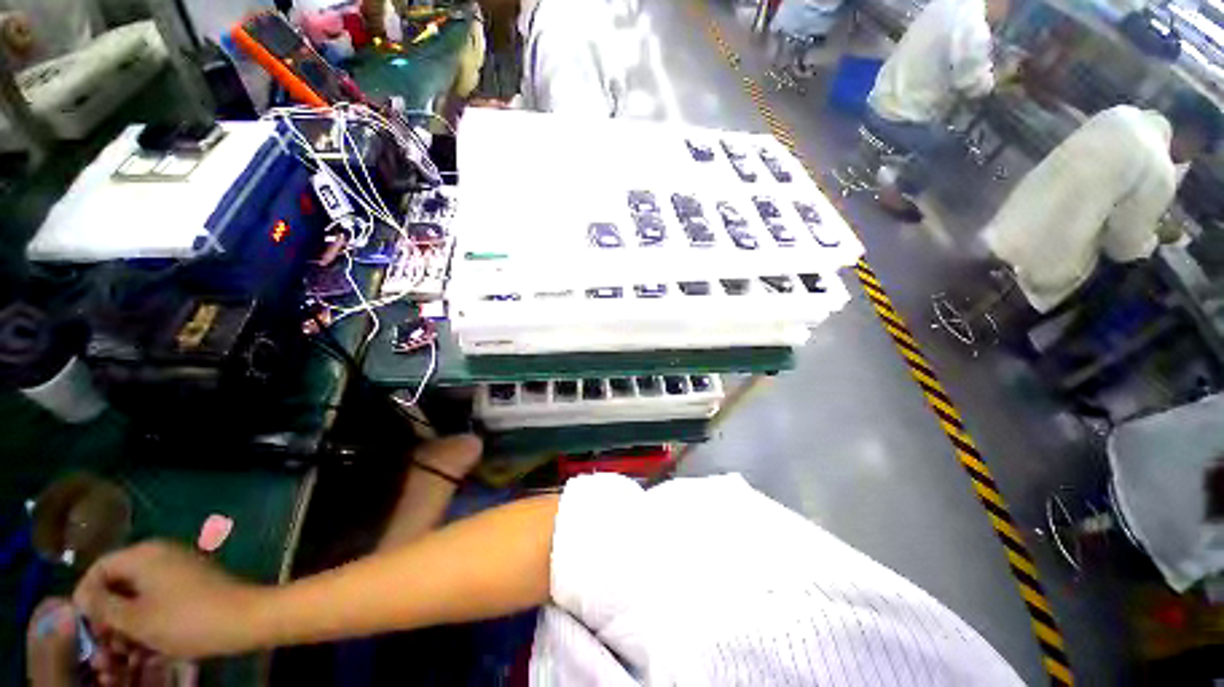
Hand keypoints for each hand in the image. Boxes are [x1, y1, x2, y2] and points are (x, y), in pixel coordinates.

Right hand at [73, 541, 266, 658]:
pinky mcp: (193, 587)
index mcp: (144, 554)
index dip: (85, 598)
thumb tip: (81, 597)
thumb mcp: (135, 619)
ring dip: (125, 628)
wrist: (245, 619)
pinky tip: (144, 653)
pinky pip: (159, 604)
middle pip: (118, 585)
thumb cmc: (185, 619)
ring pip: (138, 599)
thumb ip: (102, 606)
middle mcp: (160, 555)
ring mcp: (179, 570)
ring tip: (122, 659)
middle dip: (106, 620)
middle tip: (103, 652)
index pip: (98, 568)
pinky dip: (147, 626)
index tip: (81, 629)